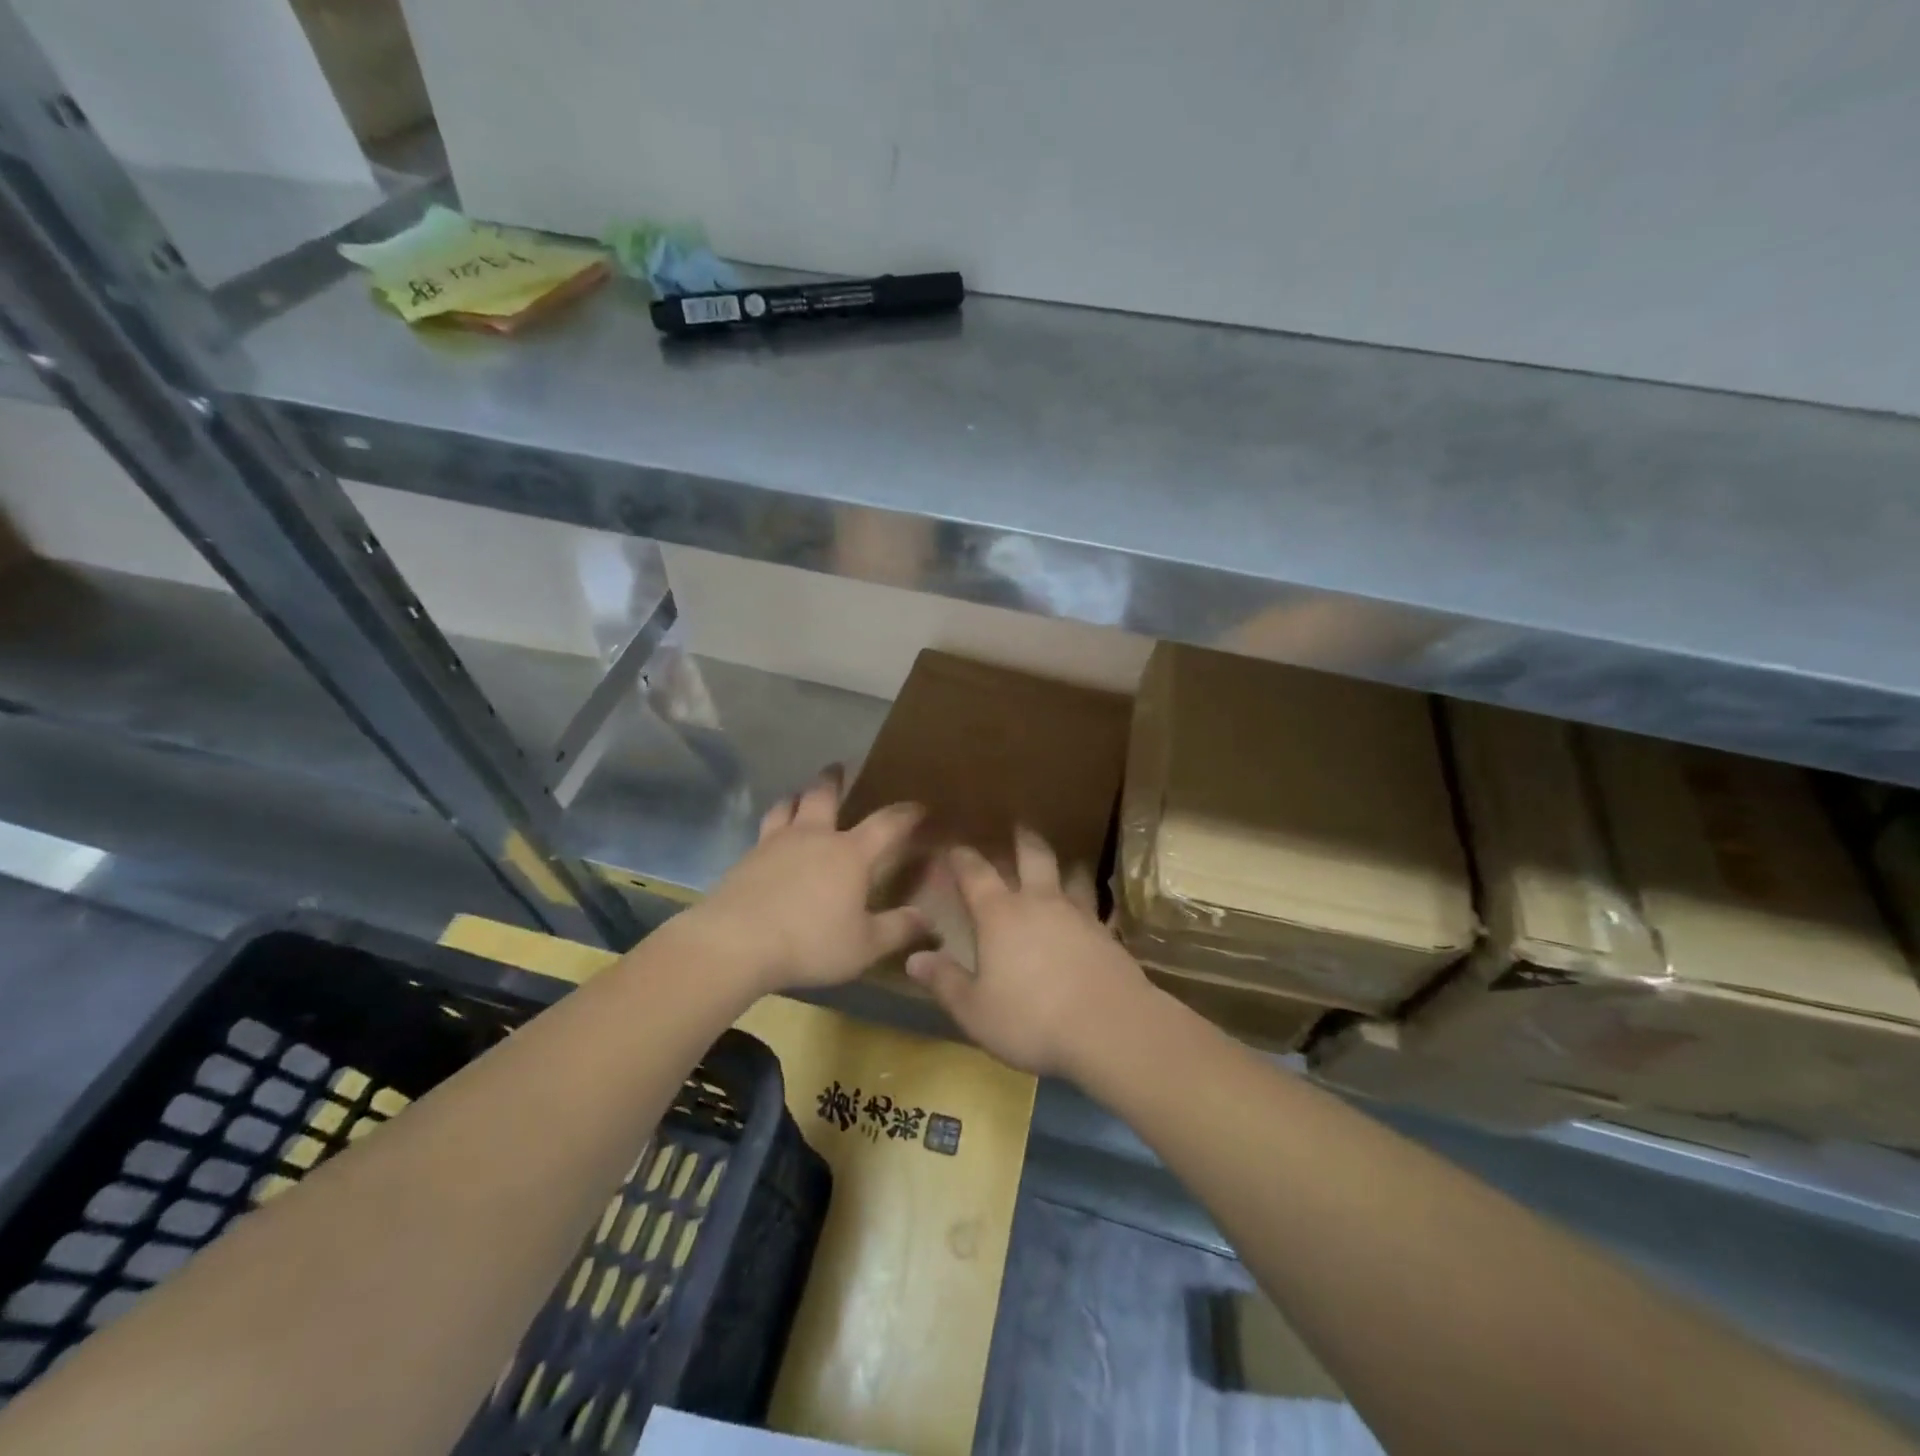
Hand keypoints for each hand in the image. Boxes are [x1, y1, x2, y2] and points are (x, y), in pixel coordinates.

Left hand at [681, 768, 929, 996]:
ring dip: (797, 797)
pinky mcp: (746, 858)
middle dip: (834, 779)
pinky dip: (773, 824)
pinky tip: (771, 839)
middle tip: (838, 767)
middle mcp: (813, 837)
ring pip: (787, 805)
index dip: (906, 814)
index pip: (887, 824)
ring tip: (799, 796)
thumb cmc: (810, 942)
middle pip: (823, 795)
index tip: (919, 807)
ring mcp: (775, 843)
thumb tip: (927, 918)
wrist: (735, 943)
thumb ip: (898, 929)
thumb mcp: (864, 946)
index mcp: (849, 854)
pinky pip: (764, 830)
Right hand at [905, 830, 1154, 1078]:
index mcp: (1000, 915)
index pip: (976, 874)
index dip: (963, 858)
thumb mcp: (975, 1010)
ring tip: (1064, 862)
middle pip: (1033, 856)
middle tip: (1019, 825)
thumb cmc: (1031, 1018)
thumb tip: (914, 957)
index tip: (955, 847)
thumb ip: (945, 982)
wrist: (1110, 1028)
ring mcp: (1078, 915)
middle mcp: (1039, 903)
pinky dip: (1089, 901)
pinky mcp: (1107, 934)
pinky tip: (1091, 912)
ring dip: (1064, 865)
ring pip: (1071, 875)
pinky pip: (1095, 906)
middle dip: (1023, 839)